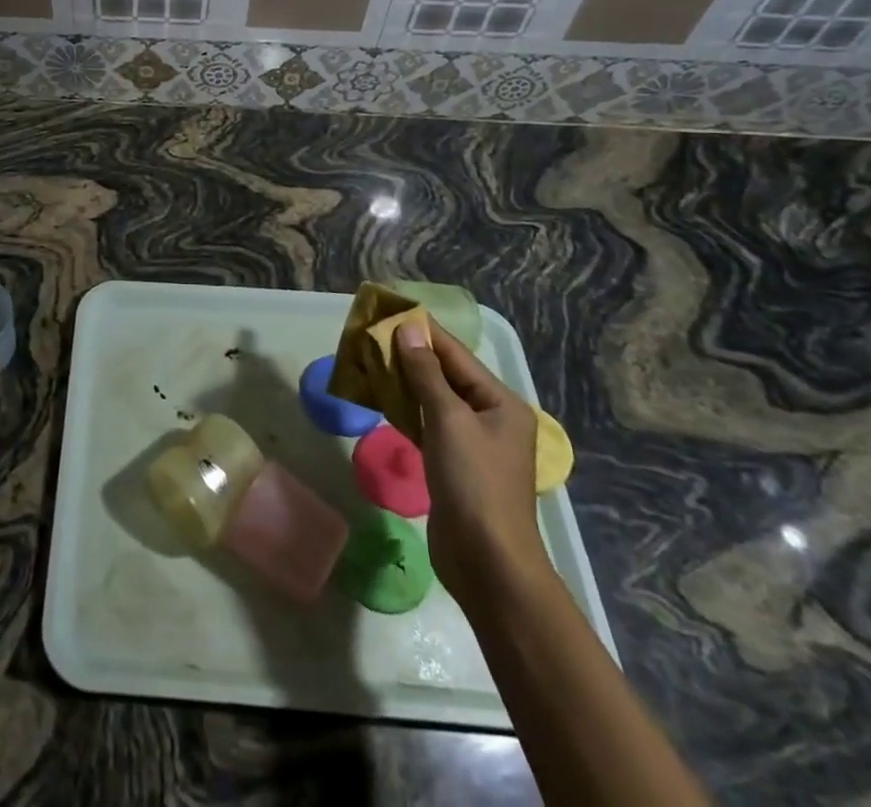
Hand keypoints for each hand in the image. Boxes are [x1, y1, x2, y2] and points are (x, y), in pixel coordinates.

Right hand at [393, 321, 550, 610]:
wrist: (487, 562)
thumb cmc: (473, 483)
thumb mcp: (448, 420)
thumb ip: (426, 373)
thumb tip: (408, 329)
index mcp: (500, 402)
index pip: (456, 354)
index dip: (423, 330)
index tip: (390, 309)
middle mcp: (490, 417)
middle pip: (445, 374)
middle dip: (410, 354)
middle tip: (371, 333)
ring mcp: (472, 442)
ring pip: (433, 399)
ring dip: (404, 380)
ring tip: (369, 358)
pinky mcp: (453, 463)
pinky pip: (427, 423)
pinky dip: (406, 408)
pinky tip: (381, 397)